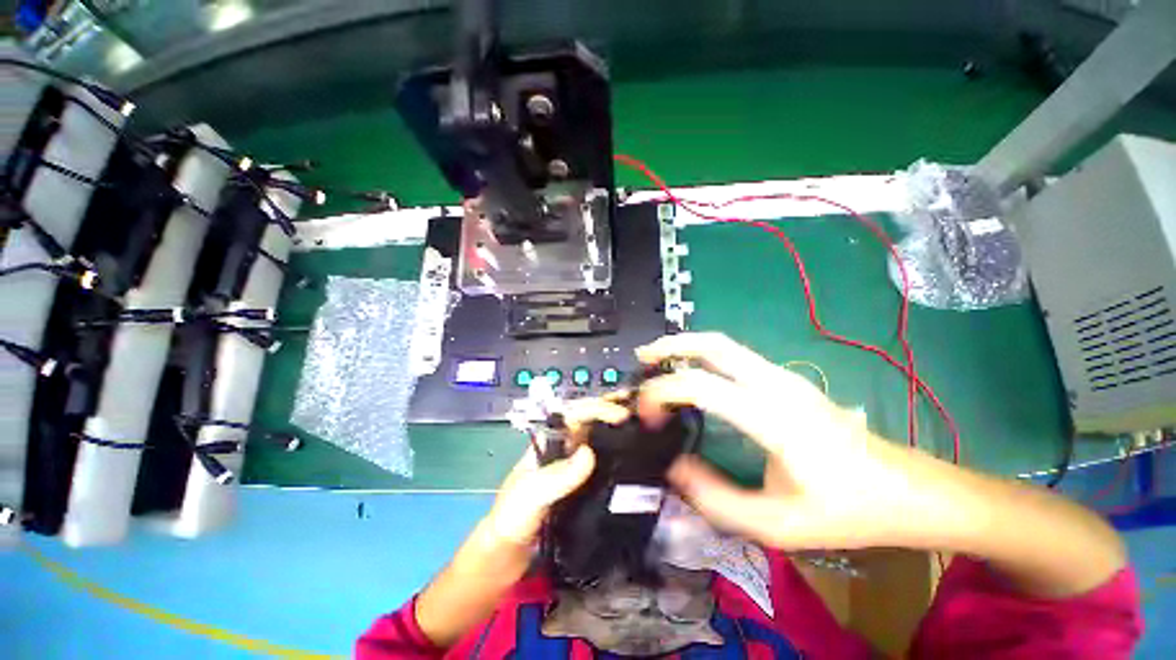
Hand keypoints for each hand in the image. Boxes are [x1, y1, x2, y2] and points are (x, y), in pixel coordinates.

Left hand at [483, 398, 629, 548]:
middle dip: (613, 411)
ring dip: (619, 430)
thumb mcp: (530, 495)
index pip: (576, 414)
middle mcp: (564, 447)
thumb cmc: (513, 518)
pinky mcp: (584, 484)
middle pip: (591, 421)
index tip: (620, 415)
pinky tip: (635, 457)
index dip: (598, 409)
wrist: (510, 553)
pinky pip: (604, 463)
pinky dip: (619, 455)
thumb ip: (555, 477)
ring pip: (599, 439)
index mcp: (550, 440)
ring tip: (644, 427)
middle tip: (640, 410)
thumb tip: (588, 454)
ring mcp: (574, 465)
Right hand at [635, 332, 923, 550]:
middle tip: (642, 357)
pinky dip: (704, 356)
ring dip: (686, 347)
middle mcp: (776, 385)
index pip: (700, 385)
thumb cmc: (846, 511)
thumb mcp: (776, 524)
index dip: (663, 393)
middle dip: (671, 346)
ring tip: (658, 361)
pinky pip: (735, 356)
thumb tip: (674, 466)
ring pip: (724, 344)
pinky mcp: (786, 380)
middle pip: (713, 344)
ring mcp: (783, 377)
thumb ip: (716, 498)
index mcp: (773, 418)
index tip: (648, 416)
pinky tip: (693, 373)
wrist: (908, 490)